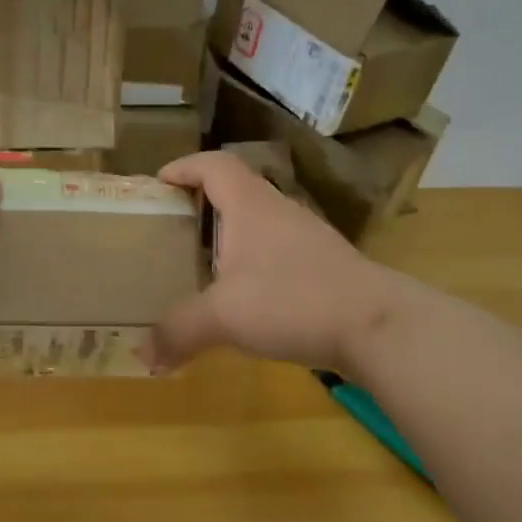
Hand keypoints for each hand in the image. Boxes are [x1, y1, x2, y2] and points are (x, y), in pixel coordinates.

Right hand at [143, 151, 415, 373]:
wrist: (378, 326)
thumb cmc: (293, 301)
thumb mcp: (224, 317)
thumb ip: (179, 331)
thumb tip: (143, 356)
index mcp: (250, 206)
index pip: (214, 165)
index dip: (184, 167)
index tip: (158, 182)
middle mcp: (279, 211)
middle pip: (236, 188)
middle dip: (202, 201)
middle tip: (174, 225)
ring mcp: (306, 237)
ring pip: (259, 221)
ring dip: (230, 233)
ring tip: (203, 261)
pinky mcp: (325, 266)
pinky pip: (277, 250)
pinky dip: (254, 261)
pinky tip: (246, 295)